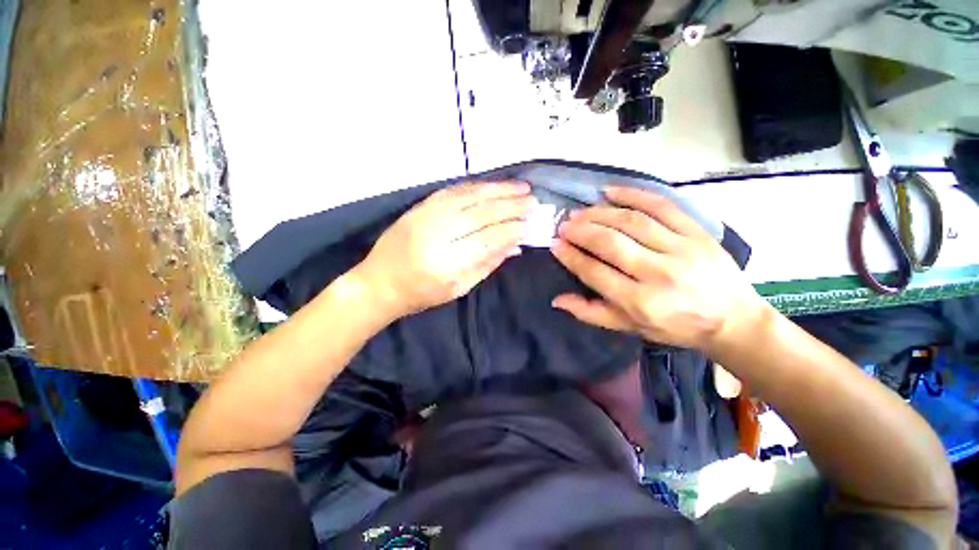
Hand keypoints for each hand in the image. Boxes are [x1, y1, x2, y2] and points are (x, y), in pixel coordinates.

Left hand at [356, 181, 535, 318]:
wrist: (378, 283)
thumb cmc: (420, 294)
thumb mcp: (458, 289)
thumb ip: (487, 265)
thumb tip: (515, 246)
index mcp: (446, 264)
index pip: (488, 240)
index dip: (512, 230)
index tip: (531, 224)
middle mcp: (436, 235)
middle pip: (480, 214)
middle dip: (511, 206)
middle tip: (533, 201)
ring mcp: (425, 216)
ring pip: (468, 197)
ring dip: (498, 190)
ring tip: (520, 187)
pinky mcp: (419, 206)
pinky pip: (452, 191)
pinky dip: (476, 187)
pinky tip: (492, 185)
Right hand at [550, 186, 767, 352]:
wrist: (732, 319)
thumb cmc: (675, 327)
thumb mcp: (630, 328)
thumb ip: (592, 313)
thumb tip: (557, 300)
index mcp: (640, 302)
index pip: (595, 272)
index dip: (571, 256)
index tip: (555, 244)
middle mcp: (658, 273)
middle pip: (610, 243)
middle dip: (581, 231)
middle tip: (564, 225)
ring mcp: (680, 249)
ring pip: (631, 222)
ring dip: (599, 214)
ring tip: (580, 212)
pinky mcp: (696, 232)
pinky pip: (662, 205)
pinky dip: (633, 194)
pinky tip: (610, 192)